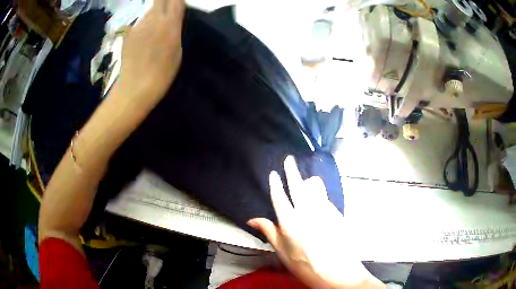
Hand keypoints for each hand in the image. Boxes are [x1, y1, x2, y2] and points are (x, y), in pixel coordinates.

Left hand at [117, 0, 184, 108]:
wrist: (136, 87)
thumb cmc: (163, 73)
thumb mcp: (177, 50)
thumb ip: (175, 29)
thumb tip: (172, 19)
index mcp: (170, 24)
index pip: (176, 0)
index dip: (177, 0)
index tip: (178, 4)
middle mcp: (154, 19)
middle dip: (164, 2)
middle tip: (166, 11)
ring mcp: (139, 25)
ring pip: (149, 11)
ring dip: (153, 15)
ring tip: (153, 31)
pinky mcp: (128, 33)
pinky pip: (139, 23)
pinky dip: (143, 27)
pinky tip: (142, 41)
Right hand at [248, 156, 384, 288]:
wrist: (336, 272)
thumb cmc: (304, 264)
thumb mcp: (282, 251)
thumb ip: (268, 231)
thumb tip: (252, 219)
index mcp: (290, 223)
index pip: (280, 197)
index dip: (276, 184)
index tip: (274, 173)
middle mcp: (307, 212)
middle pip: (298, 186)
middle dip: (292, 171)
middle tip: (289, 160)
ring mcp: (324, 211)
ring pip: (315, 187)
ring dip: (308, 181)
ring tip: (306, 181)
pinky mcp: (336, 213)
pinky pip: (325, 197)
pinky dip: (319, 195)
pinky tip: (318, 202)